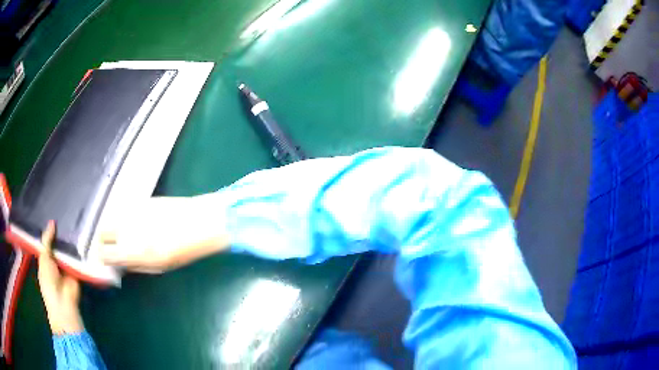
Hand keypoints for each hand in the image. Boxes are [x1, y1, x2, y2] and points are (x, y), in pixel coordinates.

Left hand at [38, 221, 83, 333]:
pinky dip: (81, 250)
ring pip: (69, 249)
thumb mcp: (44, 257)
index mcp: (46, 258)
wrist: (63, 303)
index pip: (48, 241)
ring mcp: (68, 266)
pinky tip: (84, 235)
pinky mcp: (78, 270)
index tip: (55, 213)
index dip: (51, 229)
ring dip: (72, 240)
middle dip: (62, 232)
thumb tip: (52, 222)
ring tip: (77, 219)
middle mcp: (57, 260)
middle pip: (60, 244)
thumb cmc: (48, 281)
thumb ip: (47, 240)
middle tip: (68, 212)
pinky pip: (79, 258)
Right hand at [98, 195, 229, 272]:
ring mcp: (132, 211)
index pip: (103, 253)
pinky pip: (122, 209)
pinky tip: (132, 223)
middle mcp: (127, 229)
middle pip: (101, 232)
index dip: (102, 258)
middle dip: (103, 240)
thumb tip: (119, 264)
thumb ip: (134, 265)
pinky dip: (121, 217)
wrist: (199, 222)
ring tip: (122, 235)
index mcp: (132, 251)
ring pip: (109, 218)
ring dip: (111, 227)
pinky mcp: (139, 199)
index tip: (105, 259)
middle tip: (110, 246)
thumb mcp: (158, 267)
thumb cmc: (182, 251)